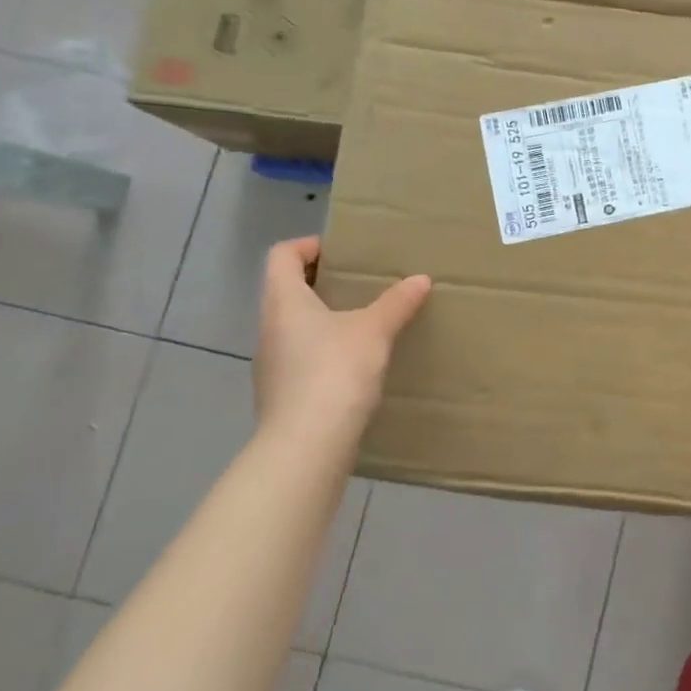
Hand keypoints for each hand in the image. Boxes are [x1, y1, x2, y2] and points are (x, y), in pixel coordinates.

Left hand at [253, 236, 431, 457]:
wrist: (307, 445)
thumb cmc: (335, 371)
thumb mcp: (374, 330)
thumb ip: (397, 302)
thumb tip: (421, 279)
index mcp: (284, 302)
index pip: (281, 256)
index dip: (307, 245)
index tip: (342, 250)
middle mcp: (270, 328)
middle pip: (287, 290)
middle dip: (324, 282)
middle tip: (363, 283)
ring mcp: (273, 364)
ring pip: (296, 326)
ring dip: (326, 318)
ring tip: (366, 322)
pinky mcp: (284, 393)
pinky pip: (303, 357)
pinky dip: (327, 350)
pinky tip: (357, 363)